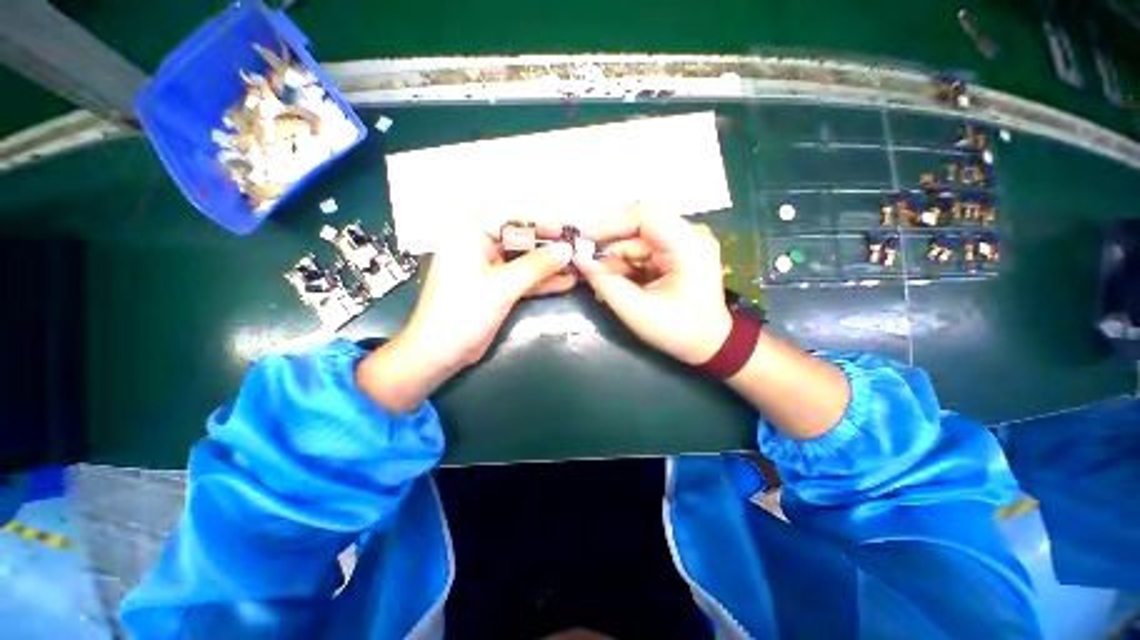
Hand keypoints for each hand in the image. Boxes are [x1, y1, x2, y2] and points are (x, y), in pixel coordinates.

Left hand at [358, 222, 574, 412]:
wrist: (441, 353)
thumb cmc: (463, 312)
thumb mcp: (501, 286)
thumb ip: (536, 266)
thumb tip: (567, 249)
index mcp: (470, 236)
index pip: (511, 221)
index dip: (542, 224)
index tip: (568, 229)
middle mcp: (479, 247)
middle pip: (521, 241)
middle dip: (549, 248)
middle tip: (577, 249)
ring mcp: (490, 270)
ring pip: (524, 262)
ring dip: (549, 266)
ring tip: (578, 266)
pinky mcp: (498, 289)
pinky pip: (523, 280)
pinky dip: (542, 282)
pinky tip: (566, 282)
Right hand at [573, 203, 731, 364]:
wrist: (710, 344)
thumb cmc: (679, 331)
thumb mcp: (637, 311)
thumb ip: (606, 284)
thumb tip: (580, 260)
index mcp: (689, 245)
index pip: (644, 215)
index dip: (610, 224)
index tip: (584, 240)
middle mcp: (690, 235)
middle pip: (639, 227)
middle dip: (612, 249)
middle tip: (592, 269)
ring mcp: (685, 243)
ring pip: (637, 241)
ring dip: (618, 262)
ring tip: (606, 288)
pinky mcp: (678, 253)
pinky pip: (644, 251)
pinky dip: (627, 267)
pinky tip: (620, 286)